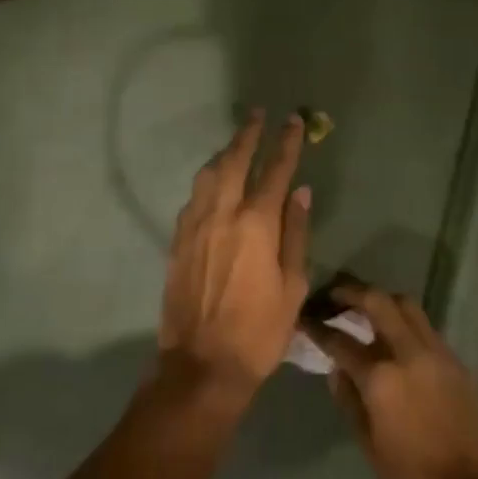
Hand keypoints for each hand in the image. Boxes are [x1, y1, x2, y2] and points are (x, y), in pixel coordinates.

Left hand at [158, 112, 312, 402]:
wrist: (202, 363)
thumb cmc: (259, 330)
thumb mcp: (292, 285)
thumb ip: (295, 233)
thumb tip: (300, 192)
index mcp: (256, 224)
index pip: (275, 171)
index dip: (286, 143)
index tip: (293, 121)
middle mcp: (222, 214)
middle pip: (234, 161)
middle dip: (248, 134)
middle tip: (257, 115)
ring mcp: (194, 226)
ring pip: (208, 175)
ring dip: (223, 154)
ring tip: (235, 143)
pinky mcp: (177, 241)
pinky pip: (193, 198)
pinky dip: (207, 182)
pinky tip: (213, 184)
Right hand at [311, 282, 477, 478]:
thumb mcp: (370, 446)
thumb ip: (350, 401)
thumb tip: (337, 370)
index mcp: (381, 378)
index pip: (341, 340)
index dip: (319, 327)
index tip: (305, 318)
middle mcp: (409, 354)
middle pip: (379, 302)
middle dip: (353, 292)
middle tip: (334, 295)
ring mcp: (438, 354)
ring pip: (408, 307)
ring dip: (383, 301)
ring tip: (365, 309)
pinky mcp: (458, 363)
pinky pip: (426, 329)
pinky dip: (406, 323)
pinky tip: (396, 339)